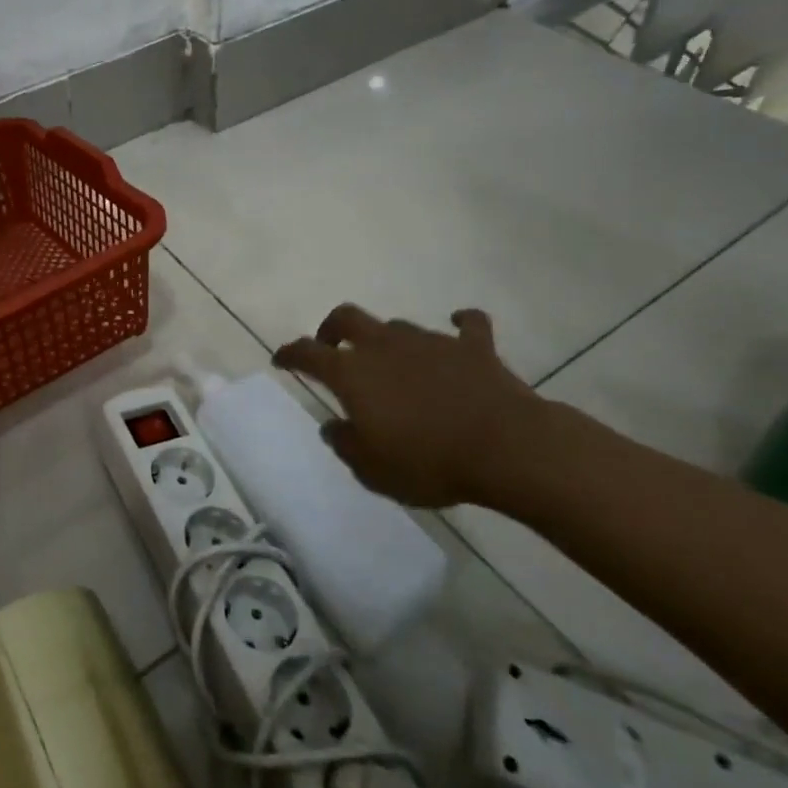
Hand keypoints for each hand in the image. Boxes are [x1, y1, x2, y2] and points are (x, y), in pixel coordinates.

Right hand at [273, 304, 559, 508]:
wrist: (505, 447)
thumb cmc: (428, 461)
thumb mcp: (373, 469)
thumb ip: (346, 444)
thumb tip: (333, 426)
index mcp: (353, 373)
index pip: (308, 354)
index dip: (290, 354)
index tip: (281, 359)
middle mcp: (385, 346)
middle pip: (348, 318)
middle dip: (332, 328)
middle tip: (330, 345)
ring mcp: (430, 341)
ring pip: (398, 326)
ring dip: (388, 340)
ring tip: (393, 362)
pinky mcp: (473, 347)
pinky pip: (467, 326)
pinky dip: (461, 326)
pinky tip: (458, 328)